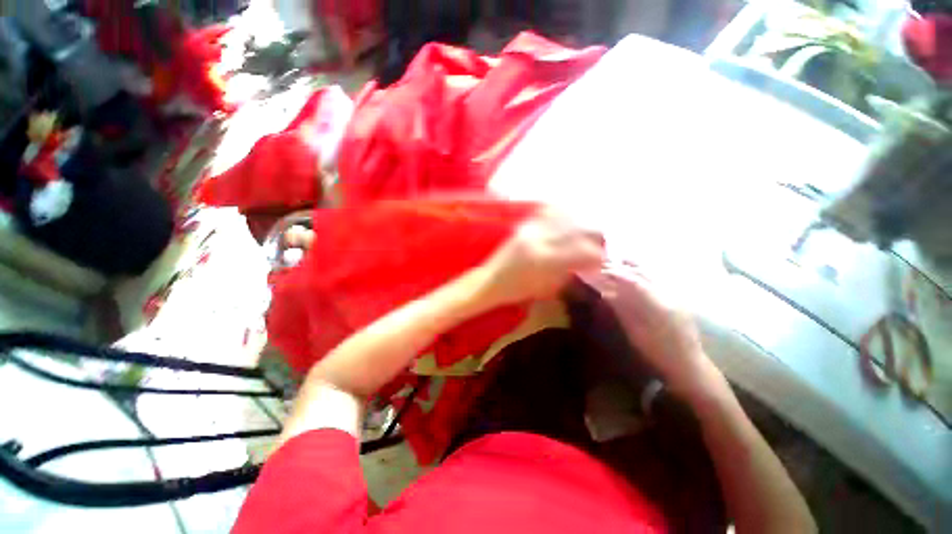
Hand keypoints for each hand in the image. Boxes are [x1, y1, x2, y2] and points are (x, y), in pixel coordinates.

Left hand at [481, 210, 603, 307]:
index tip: (602, 260)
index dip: (597, 255)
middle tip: (598, 245)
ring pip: (564, 217)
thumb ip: (569, 272)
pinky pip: (547, 213)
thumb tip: (589, 262)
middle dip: (593, 237)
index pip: (581, 251)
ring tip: (585, 233)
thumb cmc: (517, 290)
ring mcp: (530, 229)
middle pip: (576, 230)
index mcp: (544, 259)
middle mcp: (538, 239)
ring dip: (579, 224)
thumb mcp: (547, 287)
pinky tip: (568, 220)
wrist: (489, 281)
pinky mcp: (523, 225)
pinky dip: (561, 215)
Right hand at [586, 262, 716, 398]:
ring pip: (654, 274)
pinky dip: (646, 274)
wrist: (687, 362)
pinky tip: (637, 274)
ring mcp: (676, 296)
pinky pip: (660, 280)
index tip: (601, 270)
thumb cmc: (657, 352)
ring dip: (636, 267)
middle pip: (645, 273)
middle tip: (607, 264)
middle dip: (625, 267)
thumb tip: (607, 293)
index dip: (617, 274)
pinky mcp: (678, 299)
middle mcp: (669, 295)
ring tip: (620, 262)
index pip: (634, 281)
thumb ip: (622, 310)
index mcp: (658, 305)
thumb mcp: (635, 332)